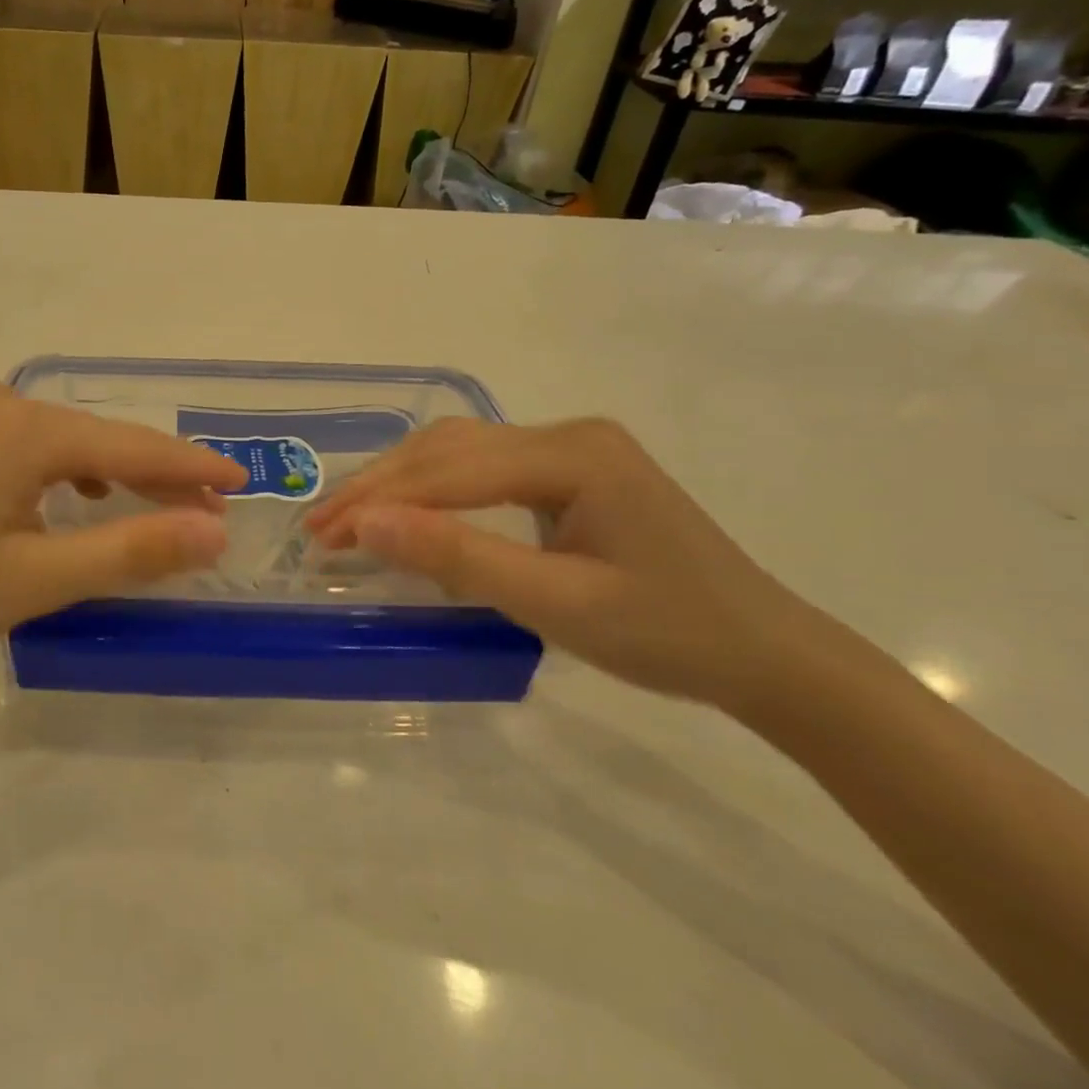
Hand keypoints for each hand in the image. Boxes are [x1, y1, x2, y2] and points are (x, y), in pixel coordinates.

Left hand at [0, 377, 246, 681]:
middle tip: (207, 511)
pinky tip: (73, 497)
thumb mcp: (35, 579)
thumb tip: (214, 531)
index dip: (192, 466)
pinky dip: (62, 471)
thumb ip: (131, 550)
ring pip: (62, 439)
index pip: (132, 444)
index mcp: (24, 427)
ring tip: (150, 508)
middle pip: (98, 436)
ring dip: (110, 472)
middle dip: (154, 475)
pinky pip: (25, 444)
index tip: (242, 481)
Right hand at [306, 418, 823, 708]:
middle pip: (449, 449)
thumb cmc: (669, 634)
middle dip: (380, 486)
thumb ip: (459, 558)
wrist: (766, 654)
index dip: (380, 500)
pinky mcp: (572, 471)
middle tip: (322, 527)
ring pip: (461, 452)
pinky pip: (484, 468)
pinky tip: (410, 510)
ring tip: (350, 516)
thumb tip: (367, 523)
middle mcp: (567, 434)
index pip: (450, 469)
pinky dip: (435, 489)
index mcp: (572, 454)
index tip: (322, 534)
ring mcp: (571, 448)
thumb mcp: (556, 604)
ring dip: (401, 482)